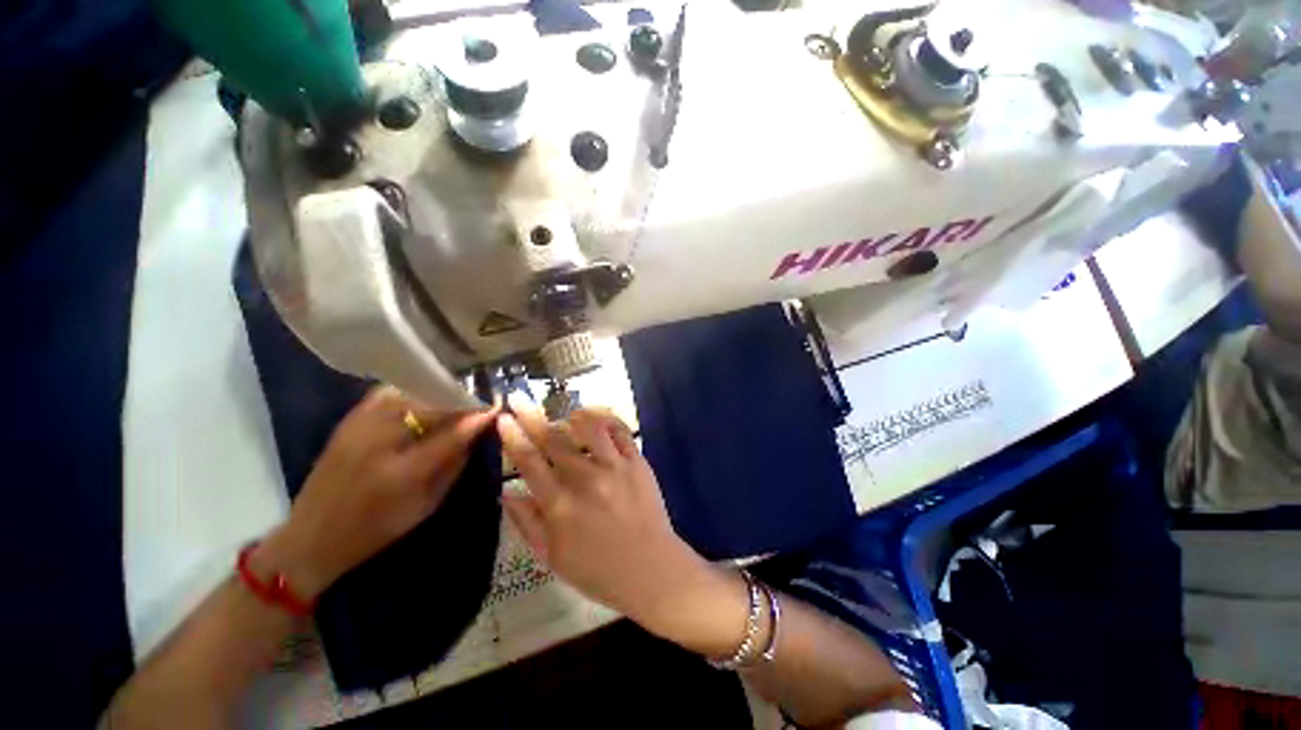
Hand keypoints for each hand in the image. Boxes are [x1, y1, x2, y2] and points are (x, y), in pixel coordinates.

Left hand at [255, 386, 496, 599]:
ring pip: (410, 391)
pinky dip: (411, 391)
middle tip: (476, 402)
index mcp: (403, 472)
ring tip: (453, 398)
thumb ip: (454, 465)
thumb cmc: (377, 529)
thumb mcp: (426, 505)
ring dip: (437, 393)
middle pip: (431, 405)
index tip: (496, 406)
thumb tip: (477, 433)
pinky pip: (388, 392)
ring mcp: (360, 426)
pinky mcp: (349, 419)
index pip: (452, 434)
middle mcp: (380, 442)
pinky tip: (422, 398)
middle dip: (459, 400)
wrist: (311, 536)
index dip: (477, 417)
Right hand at [498, 406, 746, 654]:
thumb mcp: (552, 556)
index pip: (530, 463)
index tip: (502, 418)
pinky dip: (605, 419)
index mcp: (560, 505)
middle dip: (531, 415)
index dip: (513, 437)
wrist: (651, 568)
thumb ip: (527, 522)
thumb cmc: (597, 569)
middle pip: (554, 439)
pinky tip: (597, 420)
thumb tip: (507, 492)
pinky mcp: (637, 461)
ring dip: (571, 416)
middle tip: (519, 398)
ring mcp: (614, 467)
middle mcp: (585, 479)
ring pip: (588, 427)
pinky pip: (620, 430)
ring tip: (565, 415)